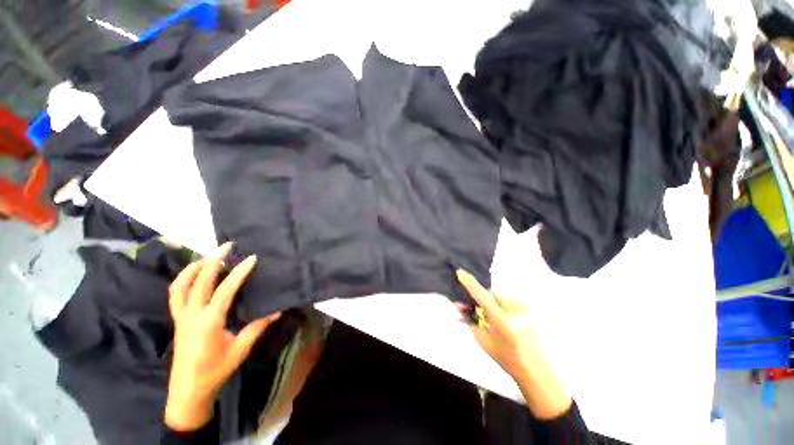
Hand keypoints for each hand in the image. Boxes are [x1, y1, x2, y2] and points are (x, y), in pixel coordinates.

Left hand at [165, 242, 280, 430]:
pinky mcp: (177, 319)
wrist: (188, 390)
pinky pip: (175, 294)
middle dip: (213, 260)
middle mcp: (191, 315)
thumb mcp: (241, 348)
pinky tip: (193, 275)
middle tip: (227, 245)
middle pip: (200, 281)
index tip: (251, 258)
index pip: (224, 290)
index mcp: (209, 322)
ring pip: (180, 285)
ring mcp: (181, 316)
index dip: (239, 273)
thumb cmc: (216, 370)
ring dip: (193, 267)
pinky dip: (182, 280)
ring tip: (208, 256)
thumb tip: (278, 309)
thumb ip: (258, 326)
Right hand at [456, 269, 538, 376]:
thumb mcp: (482, 339)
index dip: (471, 284)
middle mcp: (517, 312)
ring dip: (492, 302)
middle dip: (482, 299)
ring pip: (499, 296)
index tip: (460, 272)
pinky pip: (508, 299)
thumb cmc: (504, 356)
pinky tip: (504, 318)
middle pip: (491, 294)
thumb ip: (470, 320)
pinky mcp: (529, 307)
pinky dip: (501, 305)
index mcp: (504, 323)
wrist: (533, 366)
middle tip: (478, 310)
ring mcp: (526, 308)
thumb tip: (458, 304)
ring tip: (494, 318)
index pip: (483, 297)